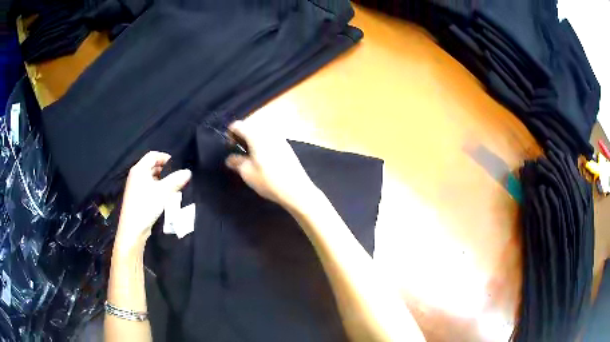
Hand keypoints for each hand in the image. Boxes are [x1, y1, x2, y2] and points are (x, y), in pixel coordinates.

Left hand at [114, 151, 191, 253]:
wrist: (133, 228)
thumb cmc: (146, 205)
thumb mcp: (164, 191)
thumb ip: (176, 180)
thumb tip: (188, 172)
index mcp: (139, 169)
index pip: (153, 155)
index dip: (165, 157)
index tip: (176, 164)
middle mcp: (135, 175)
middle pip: (151, 166)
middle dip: (165, 169)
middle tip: (176, 176)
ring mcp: (134, 187)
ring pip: (150, 177)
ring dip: (161, 180)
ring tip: (173, 187)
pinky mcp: (136, 197)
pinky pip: (148, 187)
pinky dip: (156, 188)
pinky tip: (164, 197)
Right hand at [225, 120, 319, 209]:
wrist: (296, 190)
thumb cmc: (268, 180)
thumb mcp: (247, 173)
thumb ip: (237, 162)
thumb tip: (230, 159)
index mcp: (256, 135)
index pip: (239, 125)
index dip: (230, 133)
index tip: (228, 146)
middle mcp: (269, 132)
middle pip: (251, 127)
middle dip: (242, 136)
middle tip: (237, 151)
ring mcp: (280, 139)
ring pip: (261, 133)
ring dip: (253, 141)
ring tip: (248, 156)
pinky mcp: (287, 147)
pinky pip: (270, 140)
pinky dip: (262, 145)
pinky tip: (262, 159)